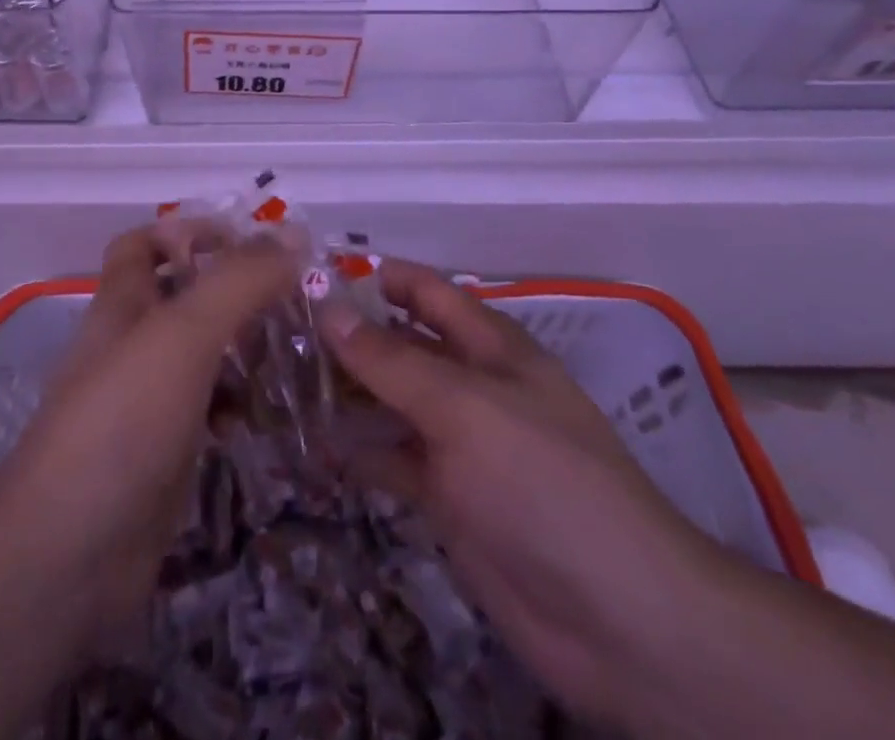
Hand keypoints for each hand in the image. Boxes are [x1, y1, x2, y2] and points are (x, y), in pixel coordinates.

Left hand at [0, 219, 296, 642]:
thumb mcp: (184, 334)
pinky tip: (264, 420)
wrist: (67, 555)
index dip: (187, 231)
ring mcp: (144, 403)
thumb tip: (292, 235)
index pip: (143, 244)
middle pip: (182, 299)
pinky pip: (207, 412)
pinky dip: (236, 407)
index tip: (247, 243)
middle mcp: (130, 345)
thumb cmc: (123, 420)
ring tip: (293, 356)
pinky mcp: (162, 454)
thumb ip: (238, 281)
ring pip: (201, 357)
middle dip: (235, 293)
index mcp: (122, 304)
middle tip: (292, 301)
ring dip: (242, 351)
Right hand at [320, 259, 729, 725]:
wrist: (617, 621)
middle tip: (277, 331)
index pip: (425, 291)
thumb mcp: (462, 407)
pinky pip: (393, 460)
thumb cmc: (542, 483)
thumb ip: (391, 360)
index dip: (376, 277)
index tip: (310, 274)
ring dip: (346, 392)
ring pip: (392, 402)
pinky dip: (357, 451)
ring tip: (281, 382)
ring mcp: (459, 442)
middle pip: (402, 344)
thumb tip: (326, 306)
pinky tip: (312, 446)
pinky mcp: (447, 498)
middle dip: (349, 334)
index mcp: (490, 346)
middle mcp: (472, 384)